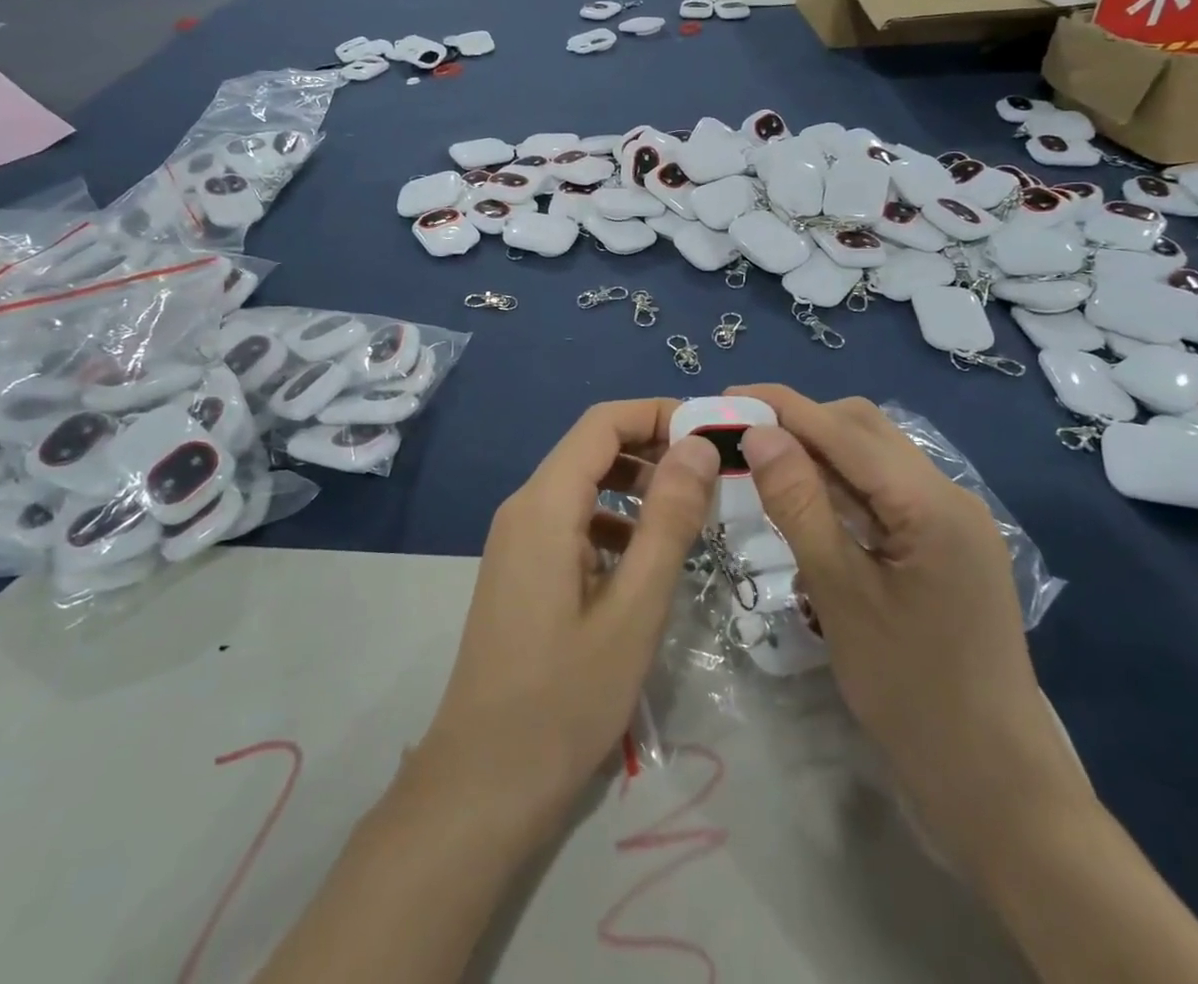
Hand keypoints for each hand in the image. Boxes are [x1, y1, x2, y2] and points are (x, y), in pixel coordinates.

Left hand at [416, 400, 717, 831]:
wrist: (484, 782)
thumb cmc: (565, 697)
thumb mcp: (635, 607)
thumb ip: (668, 520)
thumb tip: (697, 447)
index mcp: (545, 504)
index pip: (603, 423)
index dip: (658, 414)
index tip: (713, 432)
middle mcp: (524, 507)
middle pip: (591, 448)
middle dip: (652, 448)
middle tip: (712, 474)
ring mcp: (517, 539)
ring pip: (582, 485)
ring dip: (635, 486)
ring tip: (691, 513)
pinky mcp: (521, 569)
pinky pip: (572, 522)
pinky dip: (613, 522)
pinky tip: (646, 559)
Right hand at [728, 386, 1088, 871]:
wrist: (996, 785)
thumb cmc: (912, 692)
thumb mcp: (841, 594)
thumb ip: (800, 505)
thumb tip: (760, 433)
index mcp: (931, 503)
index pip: (844, 430)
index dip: (782, 406)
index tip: (726, 398)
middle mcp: (950, 495)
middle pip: (865, 430)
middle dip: (801, 421)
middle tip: (740, 436)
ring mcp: (953, 521)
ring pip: (876, 458)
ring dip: (820, 451)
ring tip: (763, 461)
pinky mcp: (947, 545)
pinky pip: (887, 493)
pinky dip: (842, 485)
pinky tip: (807, 499)